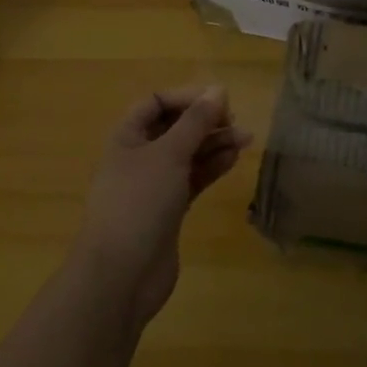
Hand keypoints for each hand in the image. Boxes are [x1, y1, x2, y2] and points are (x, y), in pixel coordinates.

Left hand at [75, 86, 250, 324]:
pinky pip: (193, 179)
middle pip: (174, 128)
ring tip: (246, 138)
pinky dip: (211, 167)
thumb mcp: (168, 154)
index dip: (186, 97)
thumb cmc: (139, 203)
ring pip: (187, 154)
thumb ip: (195, 122)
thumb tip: (218, 90)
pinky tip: (233, 158)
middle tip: (234, 120)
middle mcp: (139, 157)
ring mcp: (154, 186)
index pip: (156, 103)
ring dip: (214, 143)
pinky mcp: (169, 211)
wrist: (120, 276)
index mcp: (127, 137)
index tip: (218, 99)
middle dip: (204, 121)